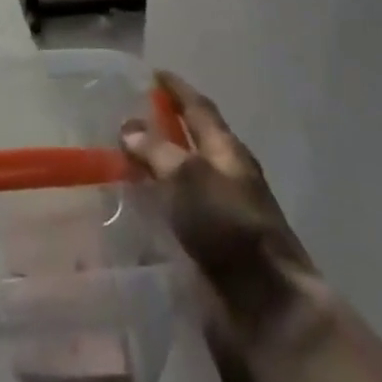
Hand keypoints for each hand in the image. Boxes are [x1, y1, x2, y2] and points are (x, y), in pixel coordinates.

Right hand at [121, 72, 328, 346]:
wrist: (267, 309)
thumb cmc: (230, 229)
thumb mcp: (190, 177)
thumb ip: (157, 150)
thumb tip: (129, 127)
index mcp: (228, 152)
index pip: (199, 109)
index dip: (177, 90)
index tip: (153, 72)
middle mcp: (224, 179)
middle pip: (191, 144)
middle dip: (162, 128)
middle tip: (124, 116)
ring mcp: (217, 217)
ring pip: (179, 182)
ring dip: (153, 170)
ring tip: (115, 162)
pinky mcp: (206, 252)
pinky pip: (173, 217)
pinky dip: (152, 207)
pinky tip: (127, 209)